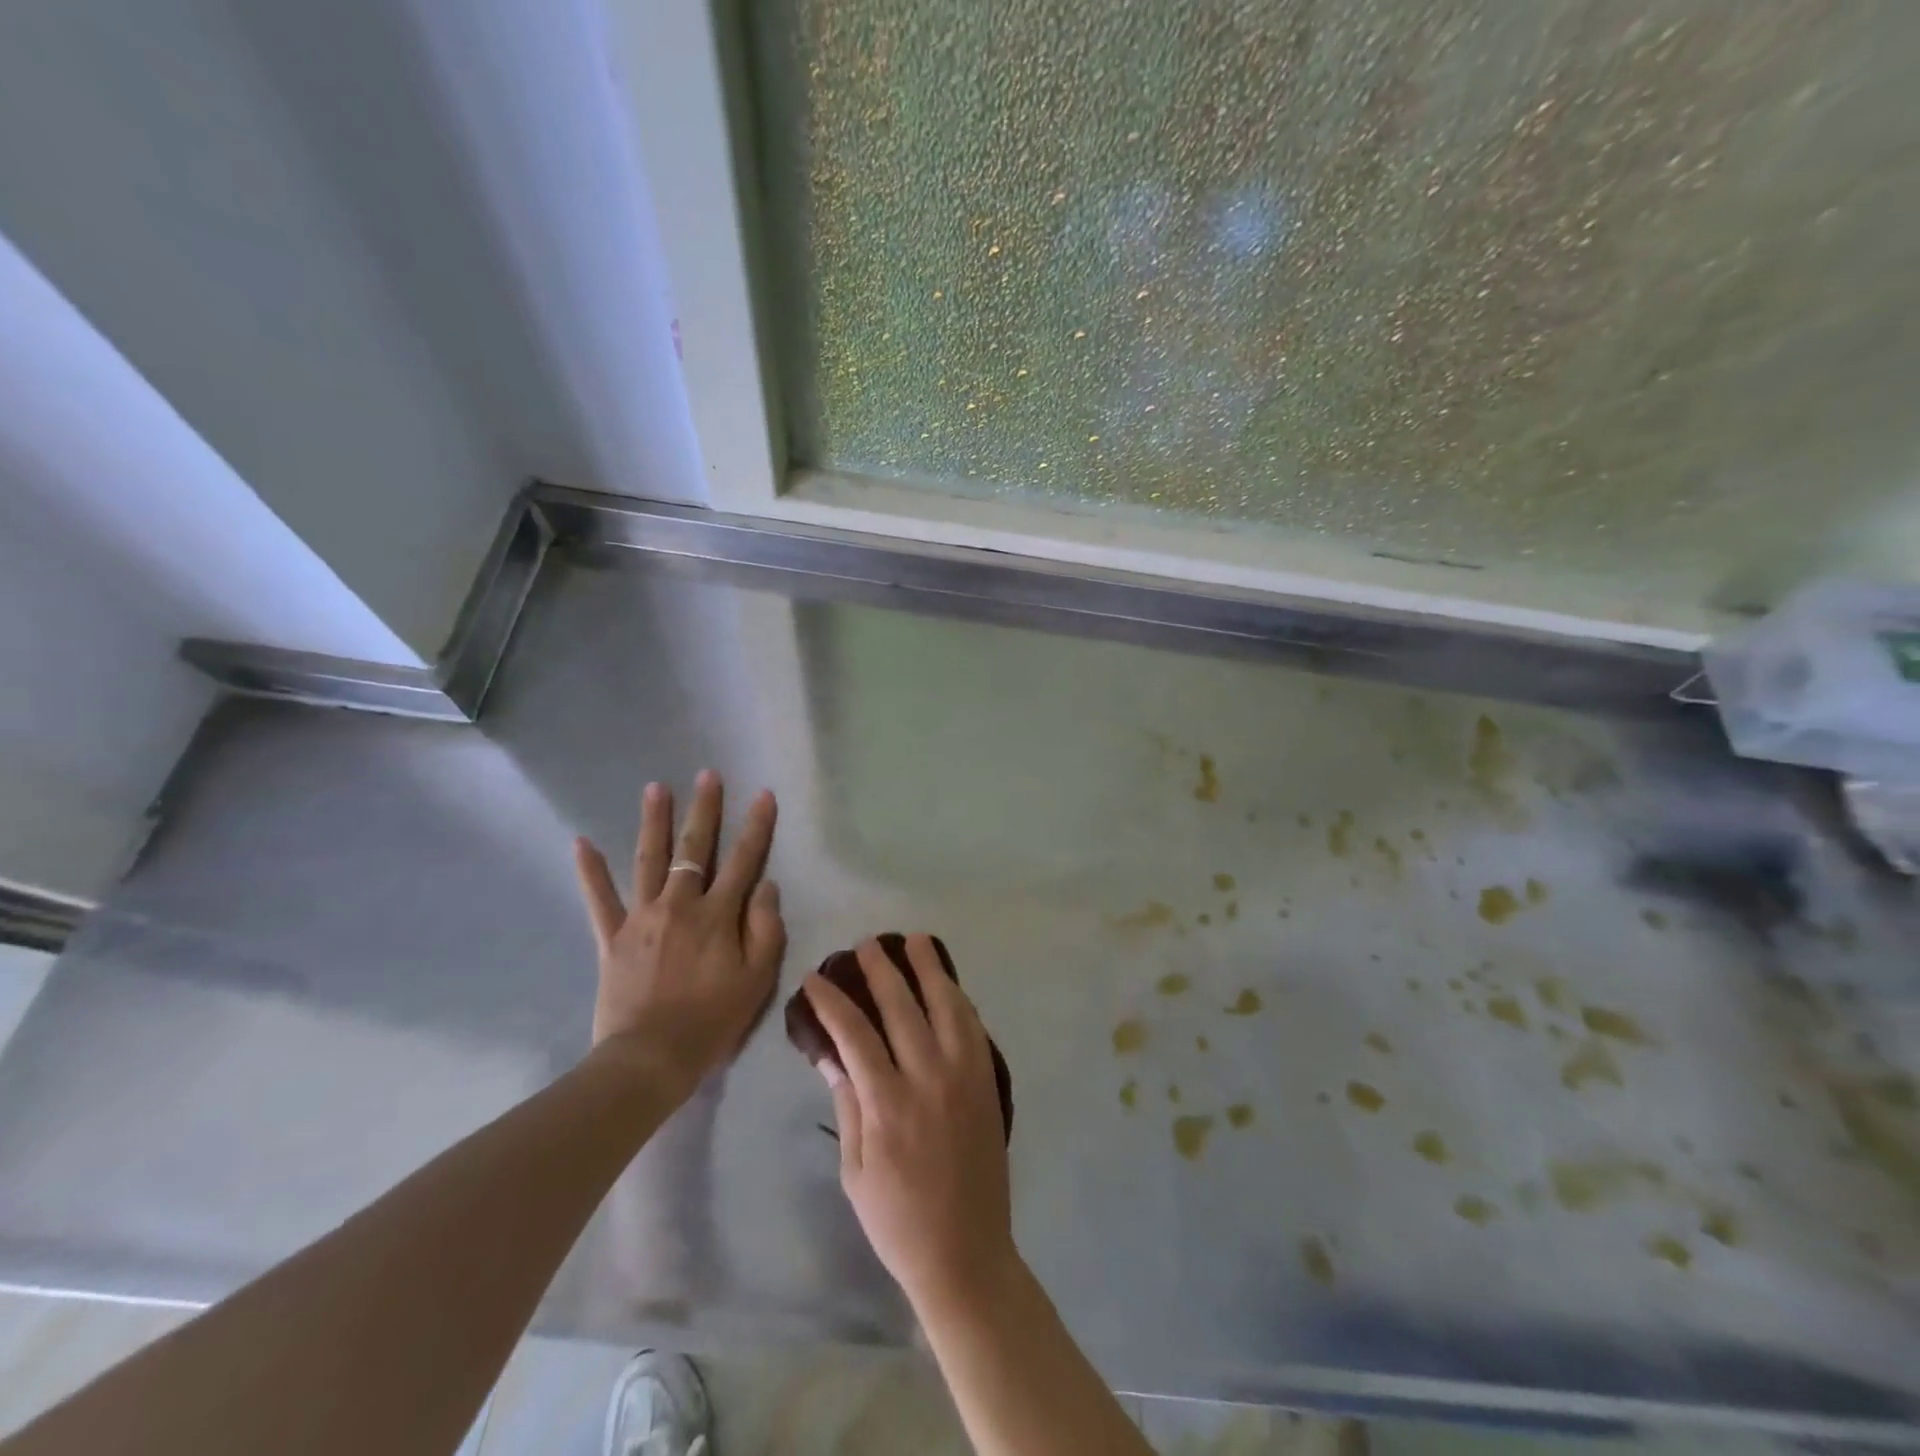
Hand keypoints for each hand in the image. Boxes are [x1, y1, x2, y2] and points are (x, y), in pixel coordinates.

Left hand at [573, 772, 785, 1089]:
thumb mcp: (758, 979)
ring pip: (649, 860)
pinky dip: (590, 871)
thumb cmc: (713, 1020)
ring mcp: (642, 918)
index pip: (744, 860)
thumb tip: (766, 886)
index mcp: (718, 915)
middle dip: (704, 809)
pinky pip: (599, 899)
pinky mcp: (612, 938)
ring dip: (654, 822)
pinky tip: (581, 842)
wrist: (650, 1058)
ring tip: (656, 788)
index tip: (763, 794)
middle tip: (706, 775)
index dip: (756, 826)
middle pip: (695, 848)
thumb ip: (766, 928)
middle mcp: (680, 904)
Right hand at [804, 937, 1017, 1314]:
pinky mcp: (986, 1082)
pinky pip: (973, 1028)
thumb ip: (848, 1104)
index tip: (816, 978)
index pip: (855, 1034)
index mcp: (888, 1104)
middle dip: (881, 970)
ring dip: (930, 969)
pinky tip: (948, 985)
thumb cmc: (897, 1220)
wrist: (965, 1252)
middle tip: (866, 944)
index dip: (833, 1002)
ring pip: (947, 1006)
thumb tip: (831, 1054)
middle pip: (902, 1007)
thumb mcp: (855, 1170)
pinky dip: (958, 999)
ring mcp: (964, 1077)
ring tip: (916, 939)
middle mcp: (928, 1078)